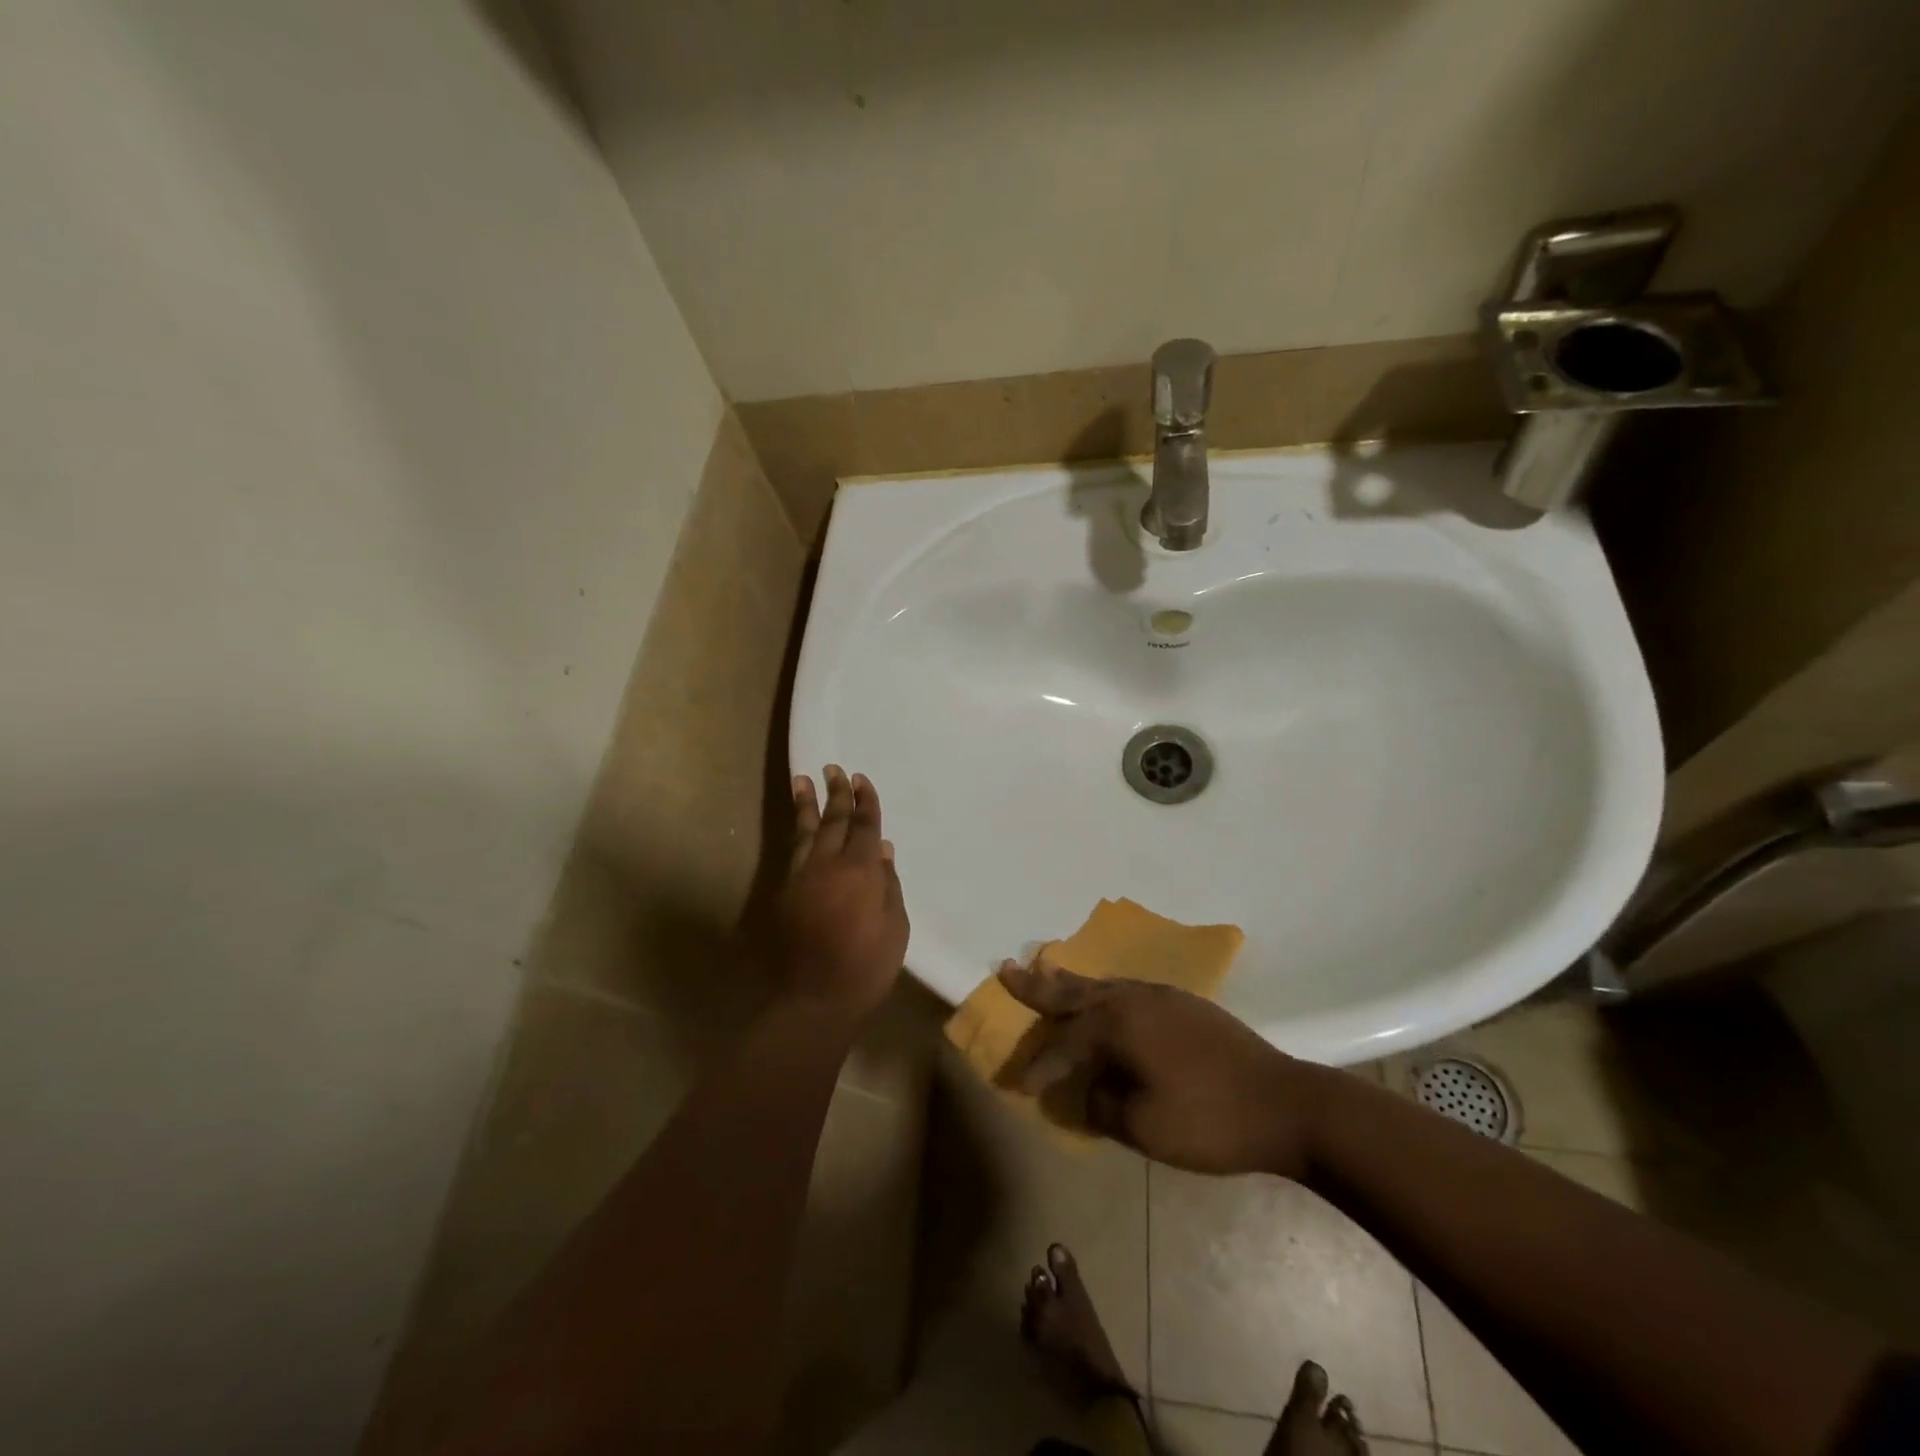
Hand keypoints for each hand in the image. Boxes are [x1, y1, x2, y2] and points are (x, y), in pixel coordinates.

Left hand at [774, 766, 908, 1019]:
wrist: (813, 998)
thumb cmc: (867, 966)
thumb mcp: (895, 927)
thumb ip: (889, 885)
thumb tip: (884, 852)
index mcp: (861, 870)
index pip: (865, 826)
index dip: (866, 802)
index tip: (862, 780)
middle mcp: (828, 865)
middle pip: (833, 820)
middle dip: (836, 793)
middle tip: (834, 769)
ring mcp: (802, 877)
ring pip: (805, 832)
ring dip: (806, 804)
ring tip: (802, 780)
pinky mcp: (784, 894)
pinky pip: (793, 852)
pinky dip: (797, 834)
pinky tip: (799, 828)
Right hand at [998, 961, 1324, 1178]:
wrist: (1285, 1102)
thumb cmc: (1209, 1119)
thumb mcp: (1144, 1127)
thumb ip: (1101, 1106)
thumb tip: (1081, 1092)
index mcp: (1119, 1024)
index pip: (1064, 1044)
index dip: (1039, 1067)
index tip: (1019, 1086)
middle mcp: (1134, 998)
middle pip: (1075, 991)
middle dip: (1038, 985)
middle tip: (1006, 969)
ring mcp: (1162, 997)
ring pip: (1102, 984)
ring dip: (1071, 981)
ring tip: (1047, 970)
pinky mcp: (1185, 1004)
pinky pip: (1127, 990)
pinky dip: (1103, 991)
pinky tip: (1105, 996)